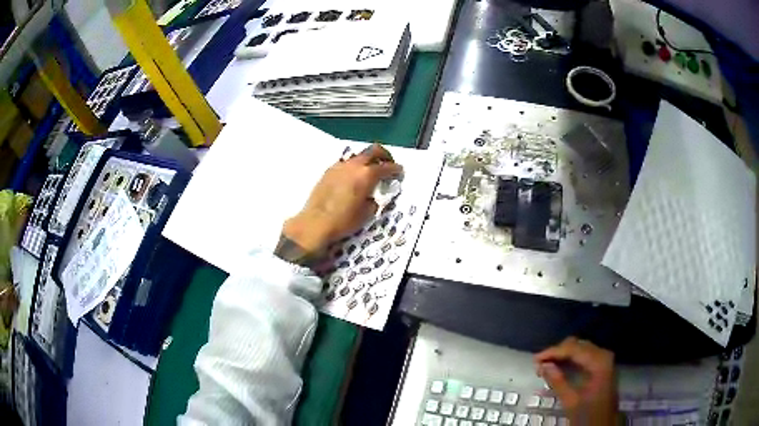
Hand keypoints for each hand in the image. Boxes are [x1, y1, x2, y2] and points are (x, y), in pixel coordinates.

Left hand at [275, 144, 402, 265]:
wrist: (315, 222)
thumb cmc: (343, 221)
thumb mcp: (366, 214)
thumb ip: (373, 200)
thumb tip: (372, 196)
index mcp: (366, 175)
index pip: (386, 167)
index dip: (395, 169)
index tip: (399, 171)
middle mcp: (354, 166)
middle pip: (372, 151)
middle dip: (383, 155)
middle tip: (388, 163)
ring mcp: (339, 166)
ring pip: (358, 156)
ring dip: (367, 160)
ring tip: (370, 171)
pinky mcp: (328, 171)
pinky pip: (346, 163)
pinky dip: (354, 166)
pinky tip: (353, 177)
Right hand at [534, 337, 618, 424]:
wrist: (605, 423)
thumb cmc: (589, 414)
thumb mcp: (571, 401)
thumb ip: (558, 382)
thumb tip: (543, 365)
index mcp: (598, 361)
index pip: (573, 348)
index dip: (553, 352)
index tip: (535, 360)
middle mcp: (603, 355)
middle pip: (577, 345)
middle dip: (557, 353)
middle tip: (539, 365)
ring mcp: (604, 360)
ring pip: (580, 349)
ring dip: (563, 356)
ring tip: (546, 367)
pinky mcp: (602, 366)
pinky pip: (584, 356)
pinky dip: (570, 360)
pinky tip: (559, 368)